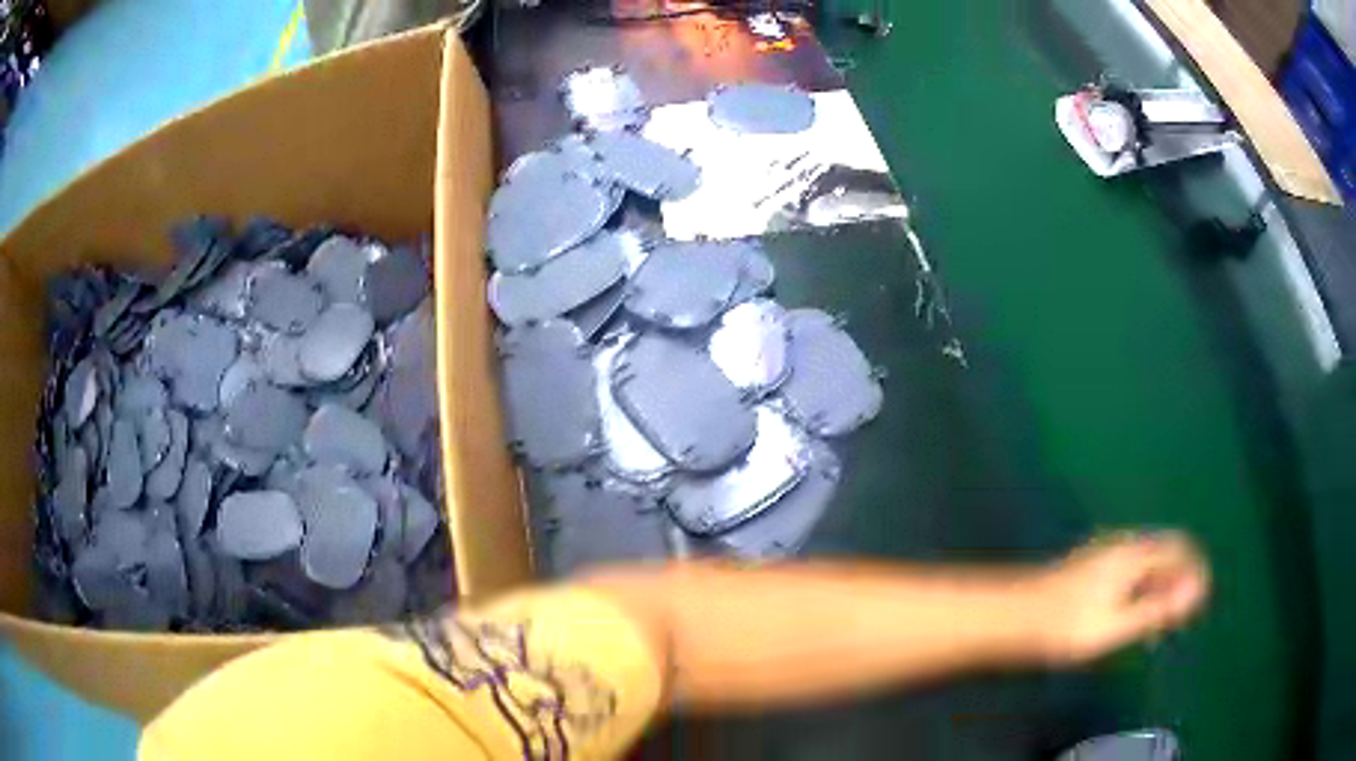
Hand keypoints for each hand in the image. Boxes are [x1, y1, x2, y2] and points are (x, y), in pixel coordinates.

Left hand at [1033, 532, 1209, 664]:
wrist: (1012, 616)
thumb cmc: (1065, 626)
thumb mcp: (1116, 625)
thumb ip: (1156, 609)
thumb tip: (1194, 594)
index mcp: (1133, 553)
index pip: (1179, 548)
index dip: (1195, 572)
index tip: (1199, 603)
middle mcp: (1122, 544)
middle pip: (1164, 552)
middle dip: (1179, 579)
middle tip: (1180, 616)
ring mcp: (1104, 552)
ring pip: (1147, 561)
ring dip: (1160, 585)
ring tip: (1159, 621)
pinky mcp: (1090, 566)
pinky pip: (1130, 569)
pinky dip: (1141, 587)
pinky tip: (1132, 616)